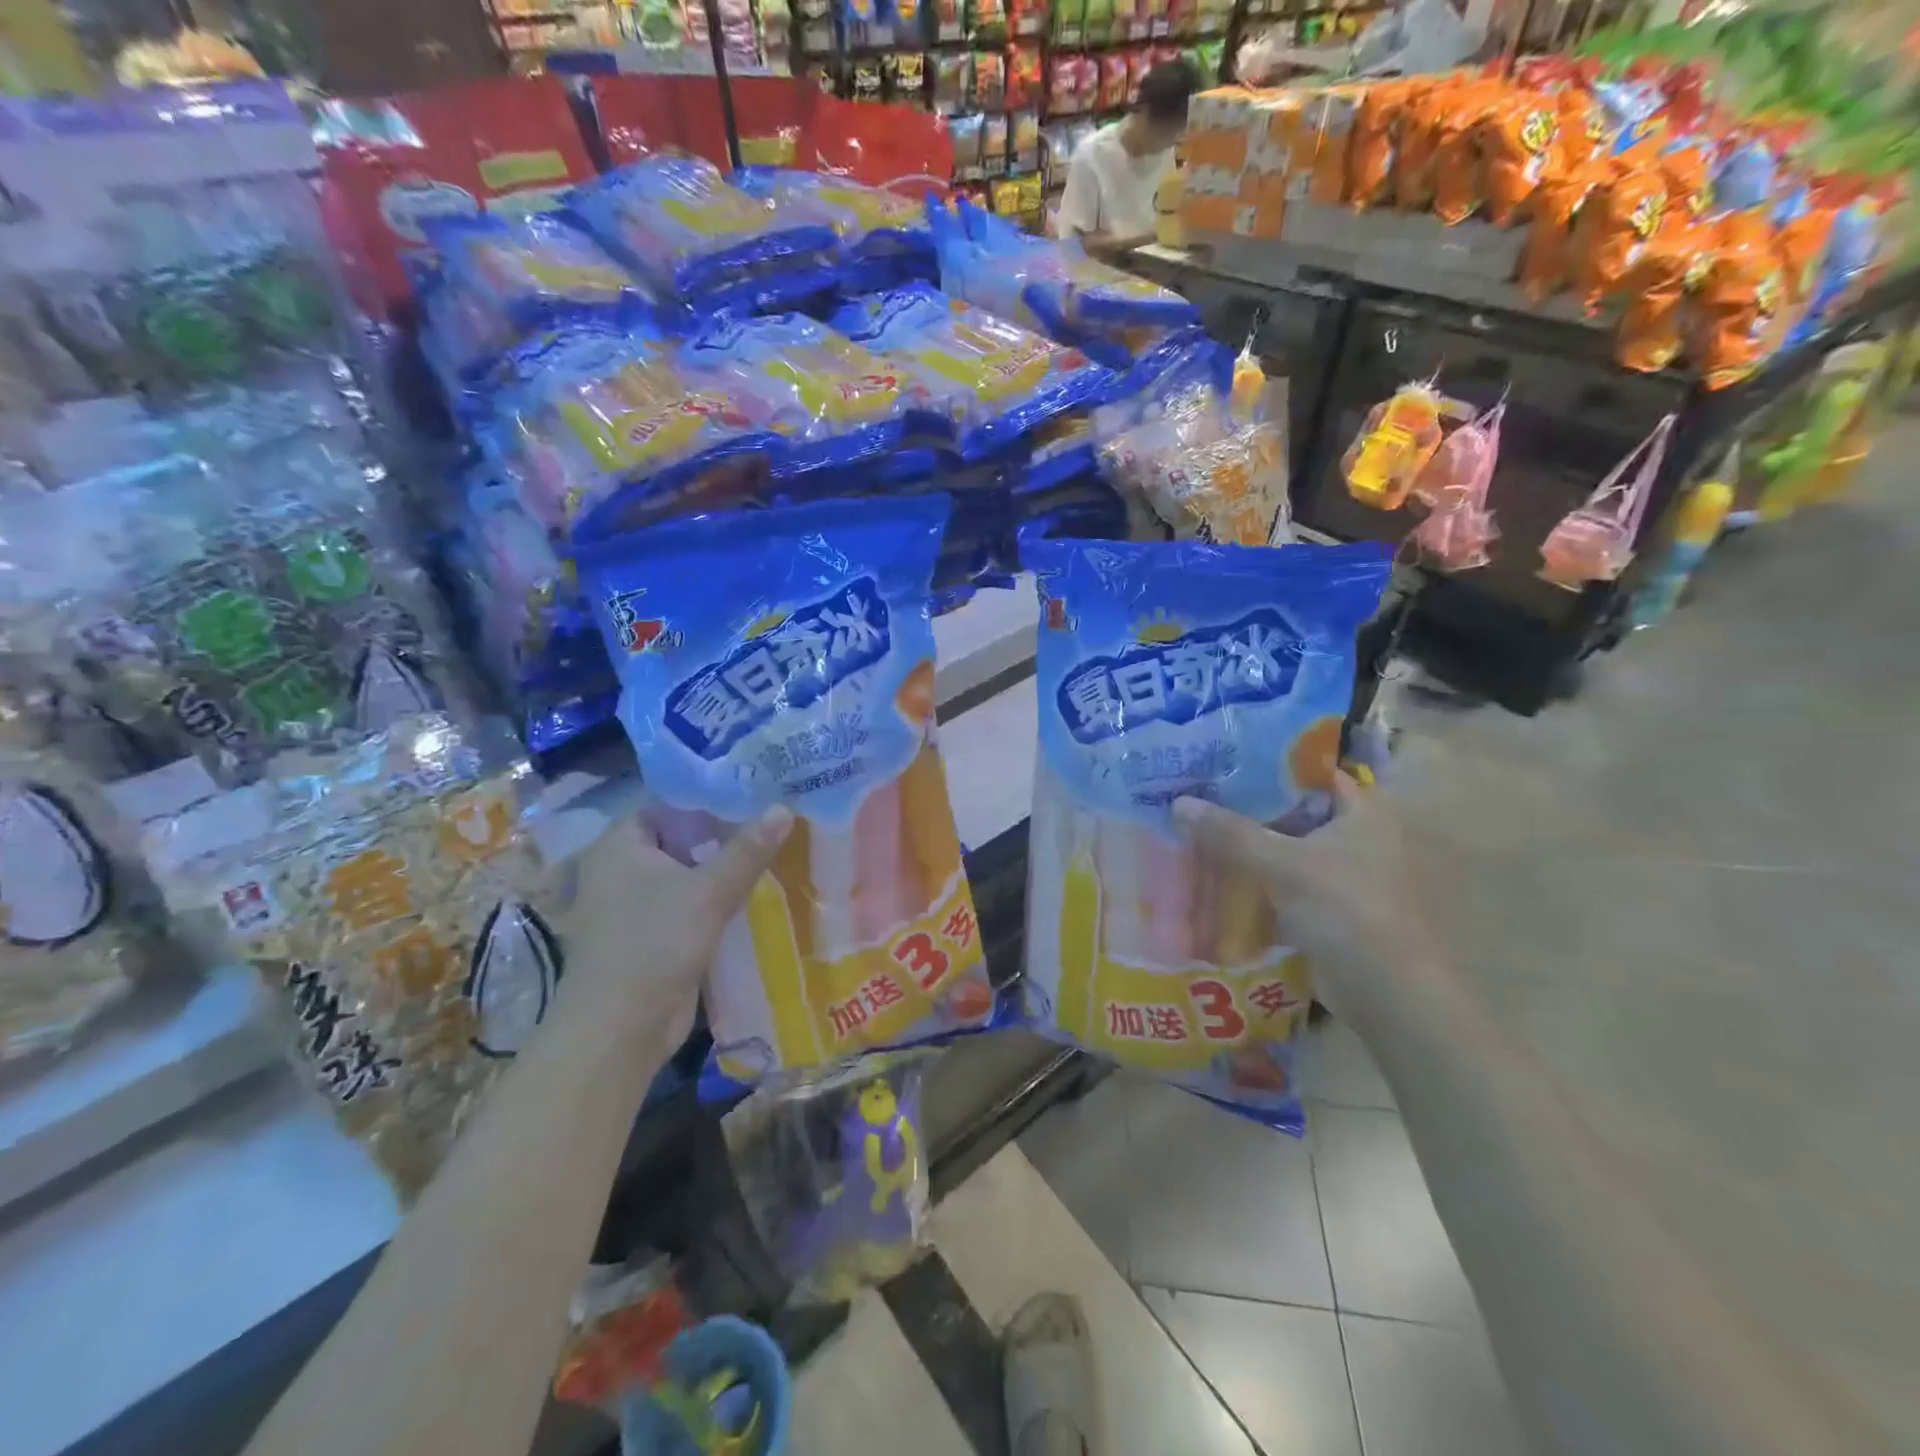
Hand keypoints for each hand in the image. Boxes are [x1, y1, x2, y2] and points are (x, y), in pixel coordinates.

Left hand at [559, 806, 793, 1046]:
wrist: (621, 1028)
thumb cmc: (655, 944)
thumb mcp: (708, 891)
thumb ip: (748, 850)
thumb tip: (784, 808)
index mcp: (619, 845)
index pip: (667, 804)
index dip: (708, 797)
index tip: (753, 795)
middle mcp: (618, 869)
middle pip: (678, 839)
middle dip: (722, 835)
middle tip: (770, 823)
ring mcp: (629, 906)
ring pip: (684, 874)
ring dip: (720, 871)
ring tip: (770, 855)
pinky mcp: (646, 936)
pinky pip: (684, 905)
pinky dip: (712, 900)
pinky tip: (751, 896)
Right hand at [1174, 776, 1426, 1024]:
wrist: (1387, 992)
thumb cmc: (1346, 910)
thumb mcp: (1283, 865)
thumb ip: (1230, 833)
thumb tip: (1179, 803)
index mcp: (1362, 813)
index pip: (1313, 773)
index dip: (1270, 765)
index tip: (1225, 761)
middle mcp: (1358, 838)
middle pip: (1294, 813)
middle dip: (1249, 809)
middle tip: (1200, 796)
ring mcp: (1344, 876)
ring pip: (1286, 851)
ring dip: (1250, 848)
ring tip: (1199, 832)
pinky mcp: (1330, 910)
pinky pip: (1284, 885)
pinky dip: (1257, 883)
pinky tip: (1218, 878)